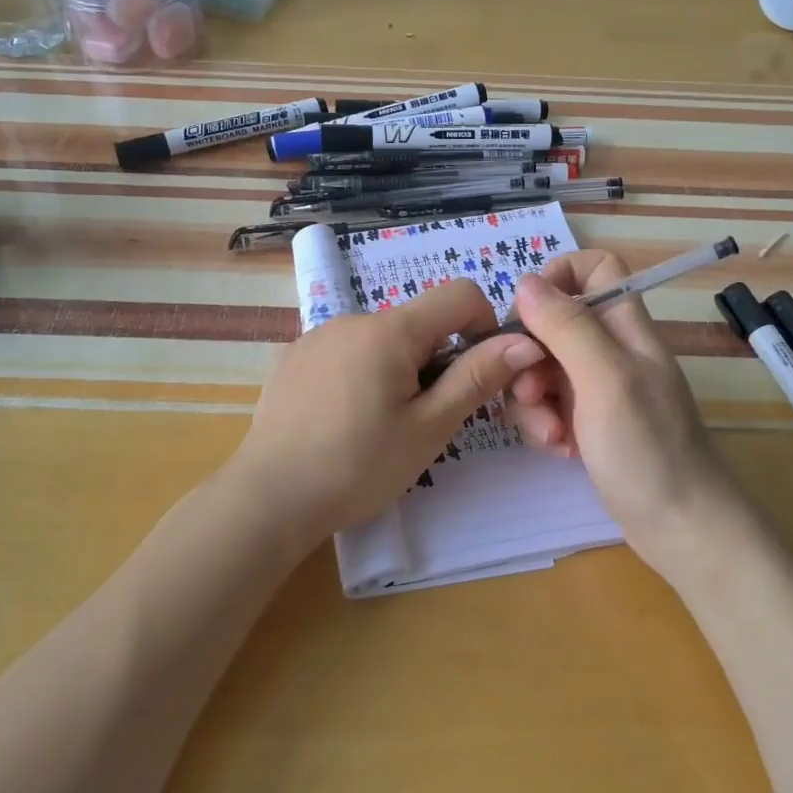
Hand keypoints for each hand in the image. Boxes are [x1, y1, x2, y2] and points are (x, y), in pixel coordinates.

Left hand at [231, 280, 545, 549]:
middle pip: (418, 323)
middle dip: (436, 359)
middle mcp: (352, 319)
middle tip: (424, 418)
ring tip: (379, 426)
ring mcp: (316, 336)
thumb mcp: (429, 428)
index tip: (475, 374)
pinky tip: (342, 421)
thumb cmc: (358, 466)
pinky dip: (361, 374)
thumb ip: (476, 378)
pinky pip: (345, 352)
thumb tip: (524, 341)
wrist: (268, 498)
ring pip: (381, 340)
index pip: (460, 294)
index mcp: (390, 330)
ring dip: (398, 369)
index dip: (483, 325)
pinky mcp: (293, 358)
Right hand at [504, 251, 732, 568]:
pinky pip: (548, 404)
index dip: (557, 278)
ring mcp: (598, 387)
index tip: (528, 315)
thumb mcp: (605, 379)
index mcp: (625, 326)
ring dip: (532, 398)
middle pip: (552, 322)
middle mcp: (610, 349)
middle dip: (530, 354)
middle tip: (531, 392)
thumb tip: (526, 282)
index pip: (594, 268)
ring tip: (551, 434)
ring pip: (542, 366)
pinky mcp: (587, 421)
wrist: (681, 528)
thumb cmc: (649, 449)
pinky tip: (559, 449)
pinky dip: (544, 424)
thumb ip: (567, 327)